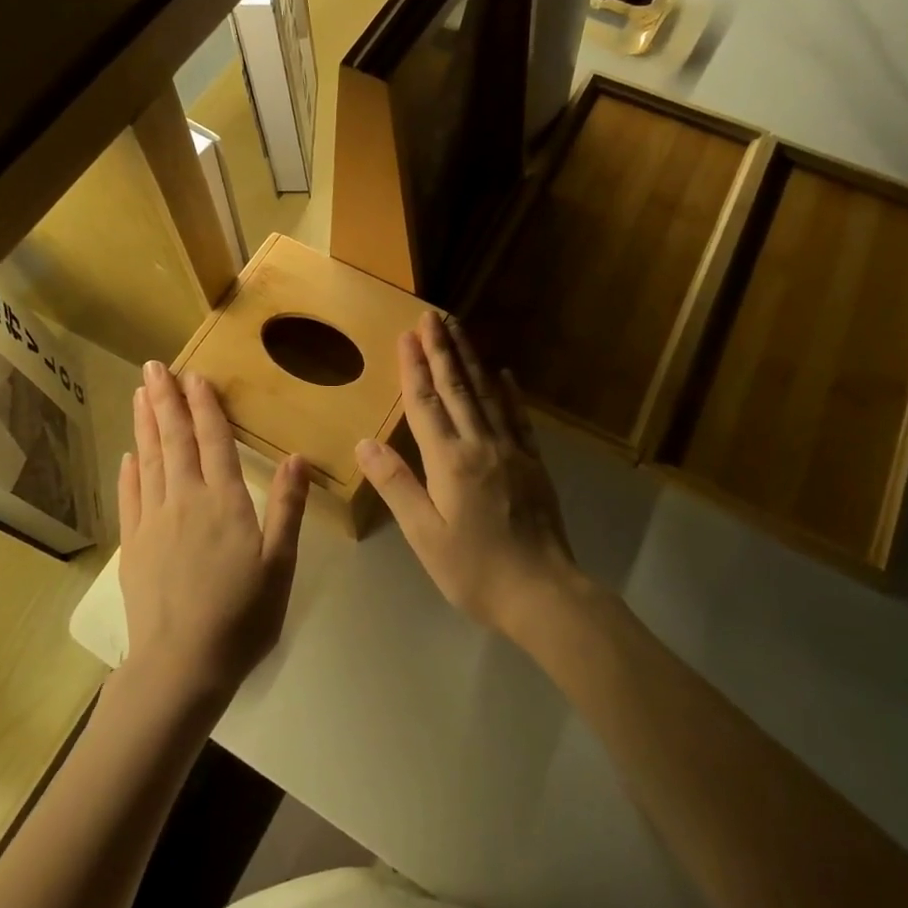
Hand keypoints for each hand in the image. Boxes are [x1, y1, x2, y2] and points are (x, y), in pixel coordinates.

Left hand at [118, 362, 308, 705]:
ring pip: (148, 460)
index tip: (196, 375)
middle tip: (155, 367)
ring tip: (140, 392)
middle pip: (174, 440)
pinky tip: (128, 454)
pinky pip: (130, 497)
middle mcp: (185, 500)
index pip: (214, 441)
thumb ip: (287, 507)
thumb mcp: (280, 564)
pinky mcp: (133, 546)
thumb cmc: (242, 616)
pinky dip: (129, 471)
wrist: (181, 666)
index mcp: (225, 502)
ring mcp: (153, 522)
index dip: (205, 406)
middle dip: (166, 400)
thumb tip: (296, 456)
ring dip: (144, 424)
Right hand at [356, 311, 577, 636]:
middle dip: (442, 349)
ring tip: (460, 330)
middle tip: (433, 315)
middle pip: (458, 388)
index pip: (426, 404)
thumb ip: (397, 485)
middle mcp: (481, 445)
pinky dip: (509, 392)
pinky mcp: (533, 463)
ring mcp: (511, 451)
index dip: (414, 367)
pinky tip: (505, 373)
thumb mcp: (425, 535)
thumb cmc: (475, 570)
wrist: (543, 592)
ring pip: (488, 394)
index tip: (408, 334)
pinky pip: (518, 418)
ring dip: (471, 360)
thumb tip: (364, 443)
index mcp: (450, 461)